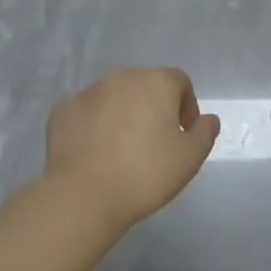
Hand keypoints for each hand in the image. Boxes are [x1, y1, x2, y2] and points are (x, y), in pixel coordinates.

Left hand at [44, 68, 220, 229]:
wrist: (84, 194)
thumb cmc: (145, 174)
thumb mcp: (190, 159)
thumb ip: (204, 133)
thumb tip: (208, 119)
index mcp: (156, 82)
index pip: (180, 82)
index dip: (186, 107)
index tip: (183, 135)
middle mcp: (123, 77)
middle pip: (145, 86)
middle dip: (153, 109)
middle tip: (154, 144)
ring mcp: (89, 91)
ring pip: (114, 97)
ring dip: (123, 115)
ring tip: (122, 151)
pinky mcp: (63, 109)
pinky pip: (87, 113)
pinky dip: (93, 126)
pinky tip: (94, 154)